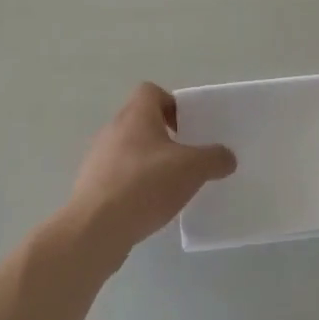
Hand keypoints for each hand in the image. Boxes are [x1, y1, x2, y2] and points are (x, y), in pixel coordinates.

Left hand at [67, 83, 235, 265]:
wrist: (95, 228)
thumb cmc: (145, 184)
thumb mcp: (192, 169)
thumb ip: (214, 159)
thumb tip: (227, 157)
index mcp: (136, 114)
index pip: (151, 91)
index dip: (171, 104)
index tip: (187, 128)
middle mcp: (113, 129)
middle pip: (141, 121)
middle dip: (164, 137)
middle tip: (185, 157)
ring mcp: (98, 158)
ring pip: (129, 149)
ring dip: (148, 162)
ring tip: (169, 186)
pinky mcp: (91, 186)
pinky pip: (118, 176)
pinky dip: (134, 185)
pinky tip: (148, 207)